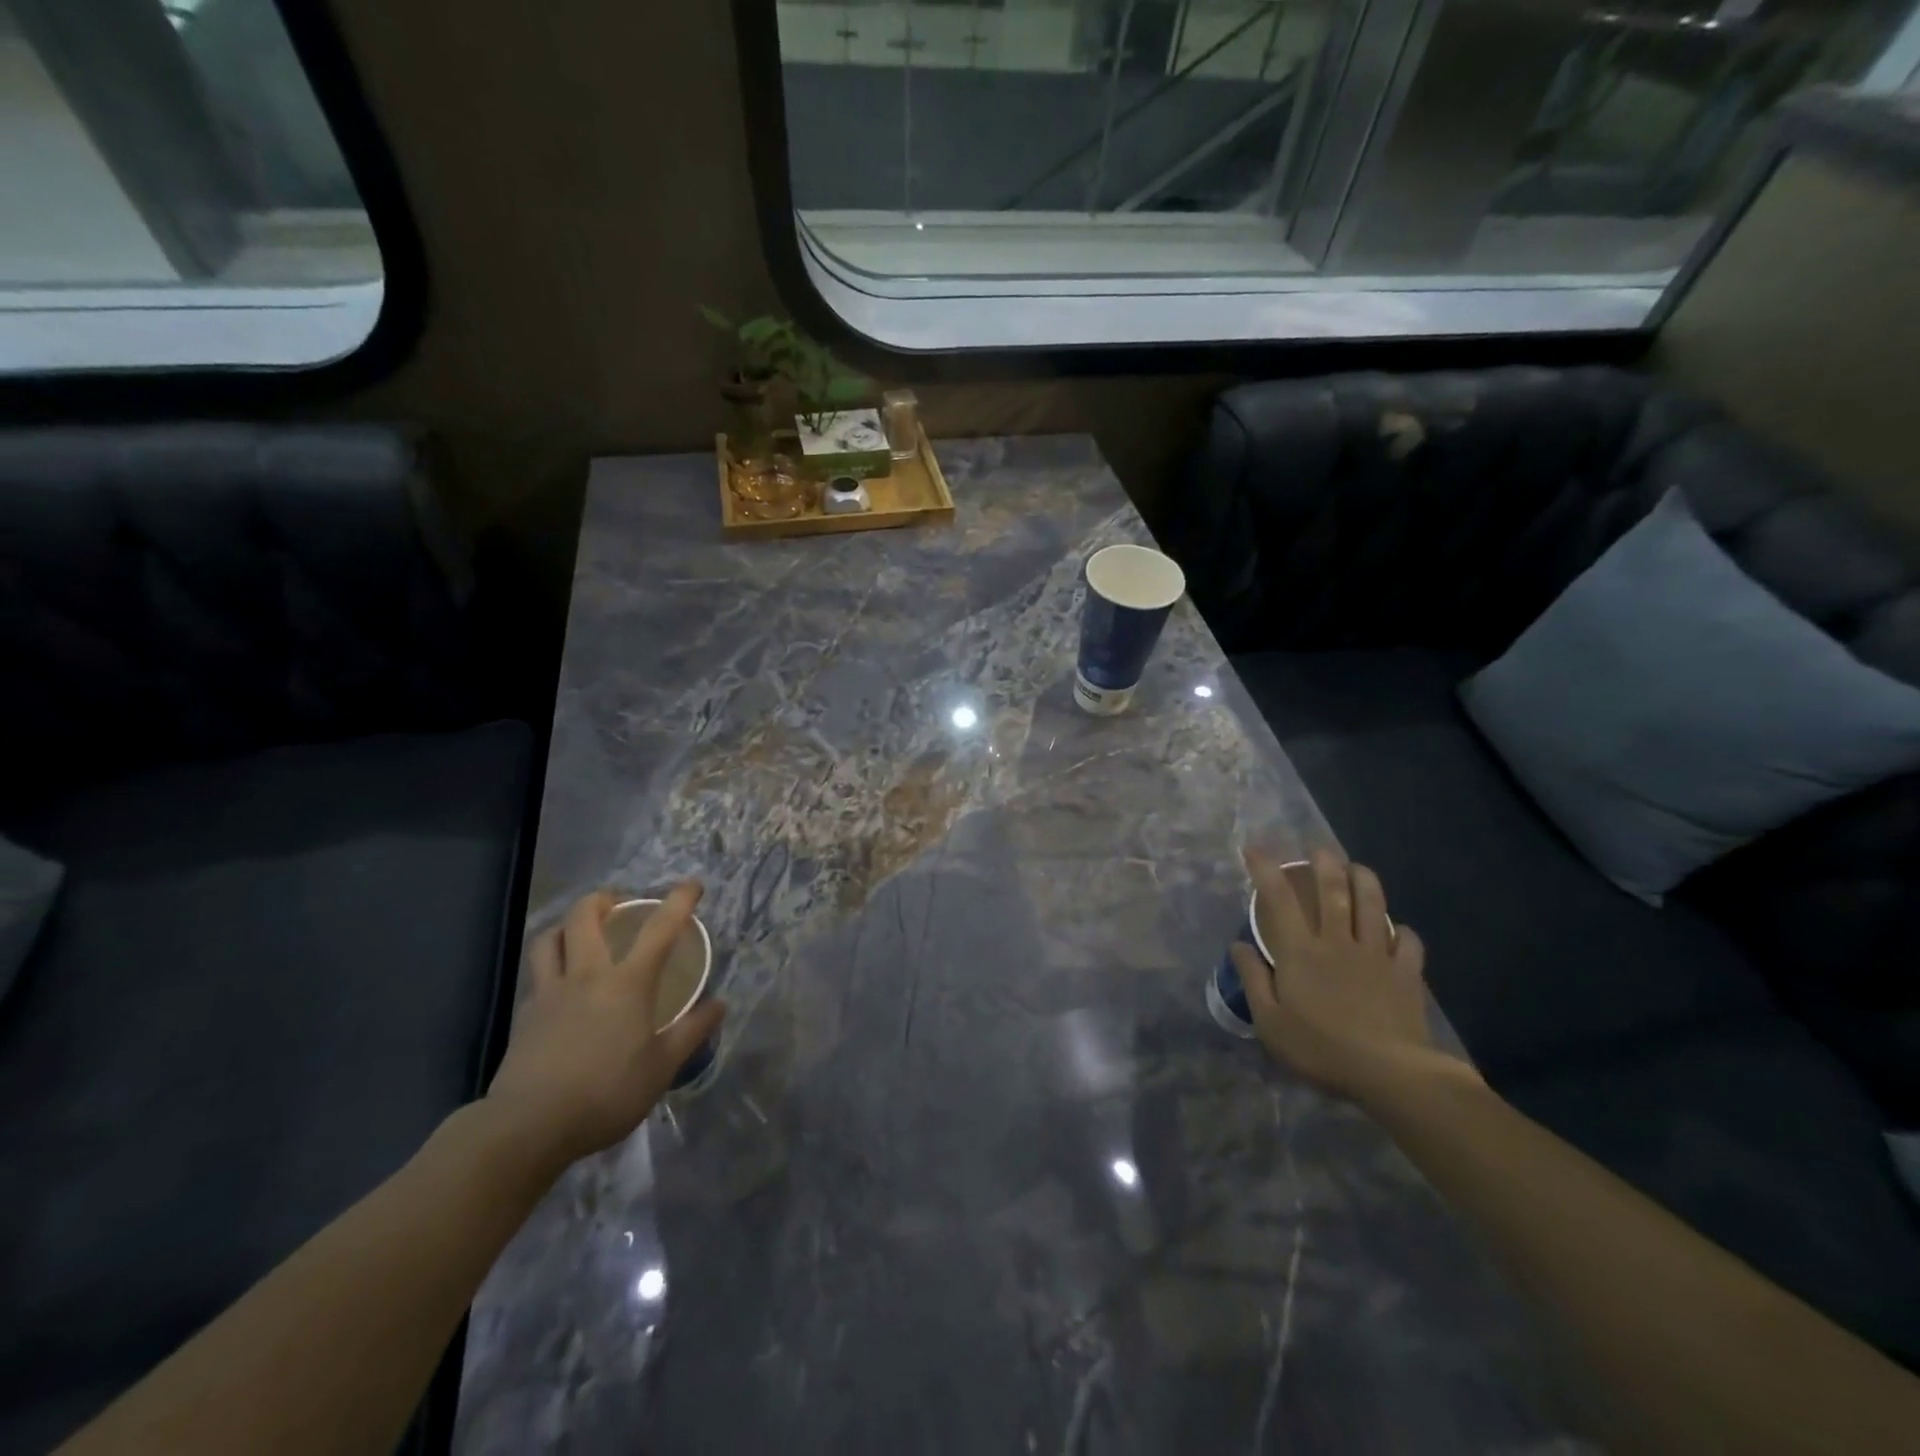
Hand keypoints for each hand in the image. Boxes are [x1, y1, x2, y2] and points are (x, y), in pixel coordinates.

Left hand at [483, 884, 725, 1168]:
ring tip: (581, 932)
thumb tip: (720, 1004)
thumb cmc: (607, 1093)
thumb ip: (692, 1031)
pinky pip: (536, 973)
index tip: (692, 884)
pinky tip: (560, 982)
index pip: (660, 929)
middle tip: (618, 904)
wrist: (529, 1126)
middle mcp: (587, 975)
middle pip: (585, 917)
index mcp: (627, 983)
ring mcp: (550, 992)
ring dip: (567, 925)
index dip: (679, 901)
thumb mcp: (662, 1067)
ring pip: (550, 938)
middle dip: (603, 899)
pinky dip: (550, 963)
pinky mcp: (524, 1015)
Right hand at [1232, 850, 1472, 1104]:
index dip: (1266, 869)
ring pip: (1373, 905)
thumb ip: (1253, 979)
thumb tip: (1239, 945)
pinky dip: (1404, 932)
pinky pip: (1409, 942)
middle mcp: (1338, 941)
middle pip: (1333, 890)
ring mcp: (1376, 954)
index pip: (1279, 898)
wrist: (1390, 1073)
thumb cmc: (1320, 1048)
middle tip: (1318, 850)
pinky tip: (1400, 931)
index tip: (1254, 850)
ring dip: (1365, 880)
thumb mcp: (1270, 1022)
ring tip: (1358, 868)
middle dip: (1324, 863)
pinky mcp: (1406, 973)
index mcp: (1300, 951)